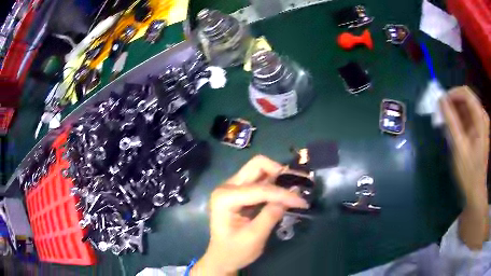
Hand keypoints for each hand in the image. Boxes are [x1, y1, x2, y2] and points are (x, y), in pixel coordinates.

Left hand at [191, 155, 308, 275]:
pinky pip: (260, 180)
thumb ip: (271, 215)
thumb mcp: (254, 237)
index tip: (302, 202)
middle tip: (297, 185)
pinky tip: (285, 192)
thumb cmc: (234, 251)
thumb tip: (292, 196)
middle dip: (280, 172)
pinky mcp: (240, 192)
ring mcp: (233, 187)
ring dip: (279, 176)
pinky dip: (274, 183)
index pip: (260, 189)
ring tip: (295, 188)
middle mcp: (227, 187)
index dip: (283, 194)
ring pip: (260, 170)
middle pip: (257, 165)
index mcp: (225, 198)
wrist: (222, 258)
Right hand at [440, 86, 489, 248]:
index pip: (466, 93)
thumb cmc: (469, 172)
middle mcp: (482, 116)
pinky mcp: (479, 131)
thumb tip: (441, 100)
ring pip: (467, 108)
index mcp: (481, 118)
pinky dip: (460, 120)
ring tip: (446, 124)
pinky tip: (453, 130)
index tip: (441, 103)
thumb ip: (451, 121)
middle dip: (453, 104)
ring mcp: (482, 124)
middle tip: (441, 115)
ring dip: (455, 113)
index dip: (452, 94)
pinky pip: (468, 118)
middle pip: (466, 99)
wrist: (475, 192)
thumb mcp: (459, 147)